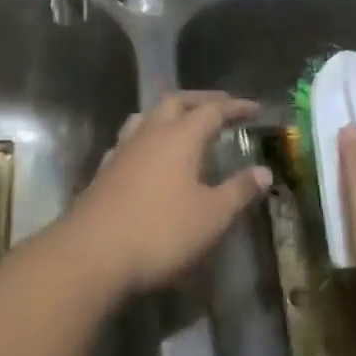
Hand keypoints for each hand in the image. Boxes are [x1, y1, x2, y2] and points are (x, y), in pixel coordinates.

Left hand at [68, 91, 270, 295]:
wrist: (92, 256)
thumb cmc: (161, 232)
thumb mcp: (212, 216)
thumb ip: (239, 190)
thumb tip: (263, 171)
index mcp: (179, 137)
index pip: (212, 110)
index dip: (235, 107)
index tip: (255, 108)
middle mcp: (148, 135)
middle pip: (174, 102)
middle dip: (200, 100)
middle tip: (220, 104)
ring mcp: (121, 152)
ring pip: (144, 117)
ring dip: (167, 113)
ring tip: (181, 121)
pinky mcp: (103, 173)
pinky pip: (127, 142)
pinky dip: (145, 139)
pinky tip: (146, 155)